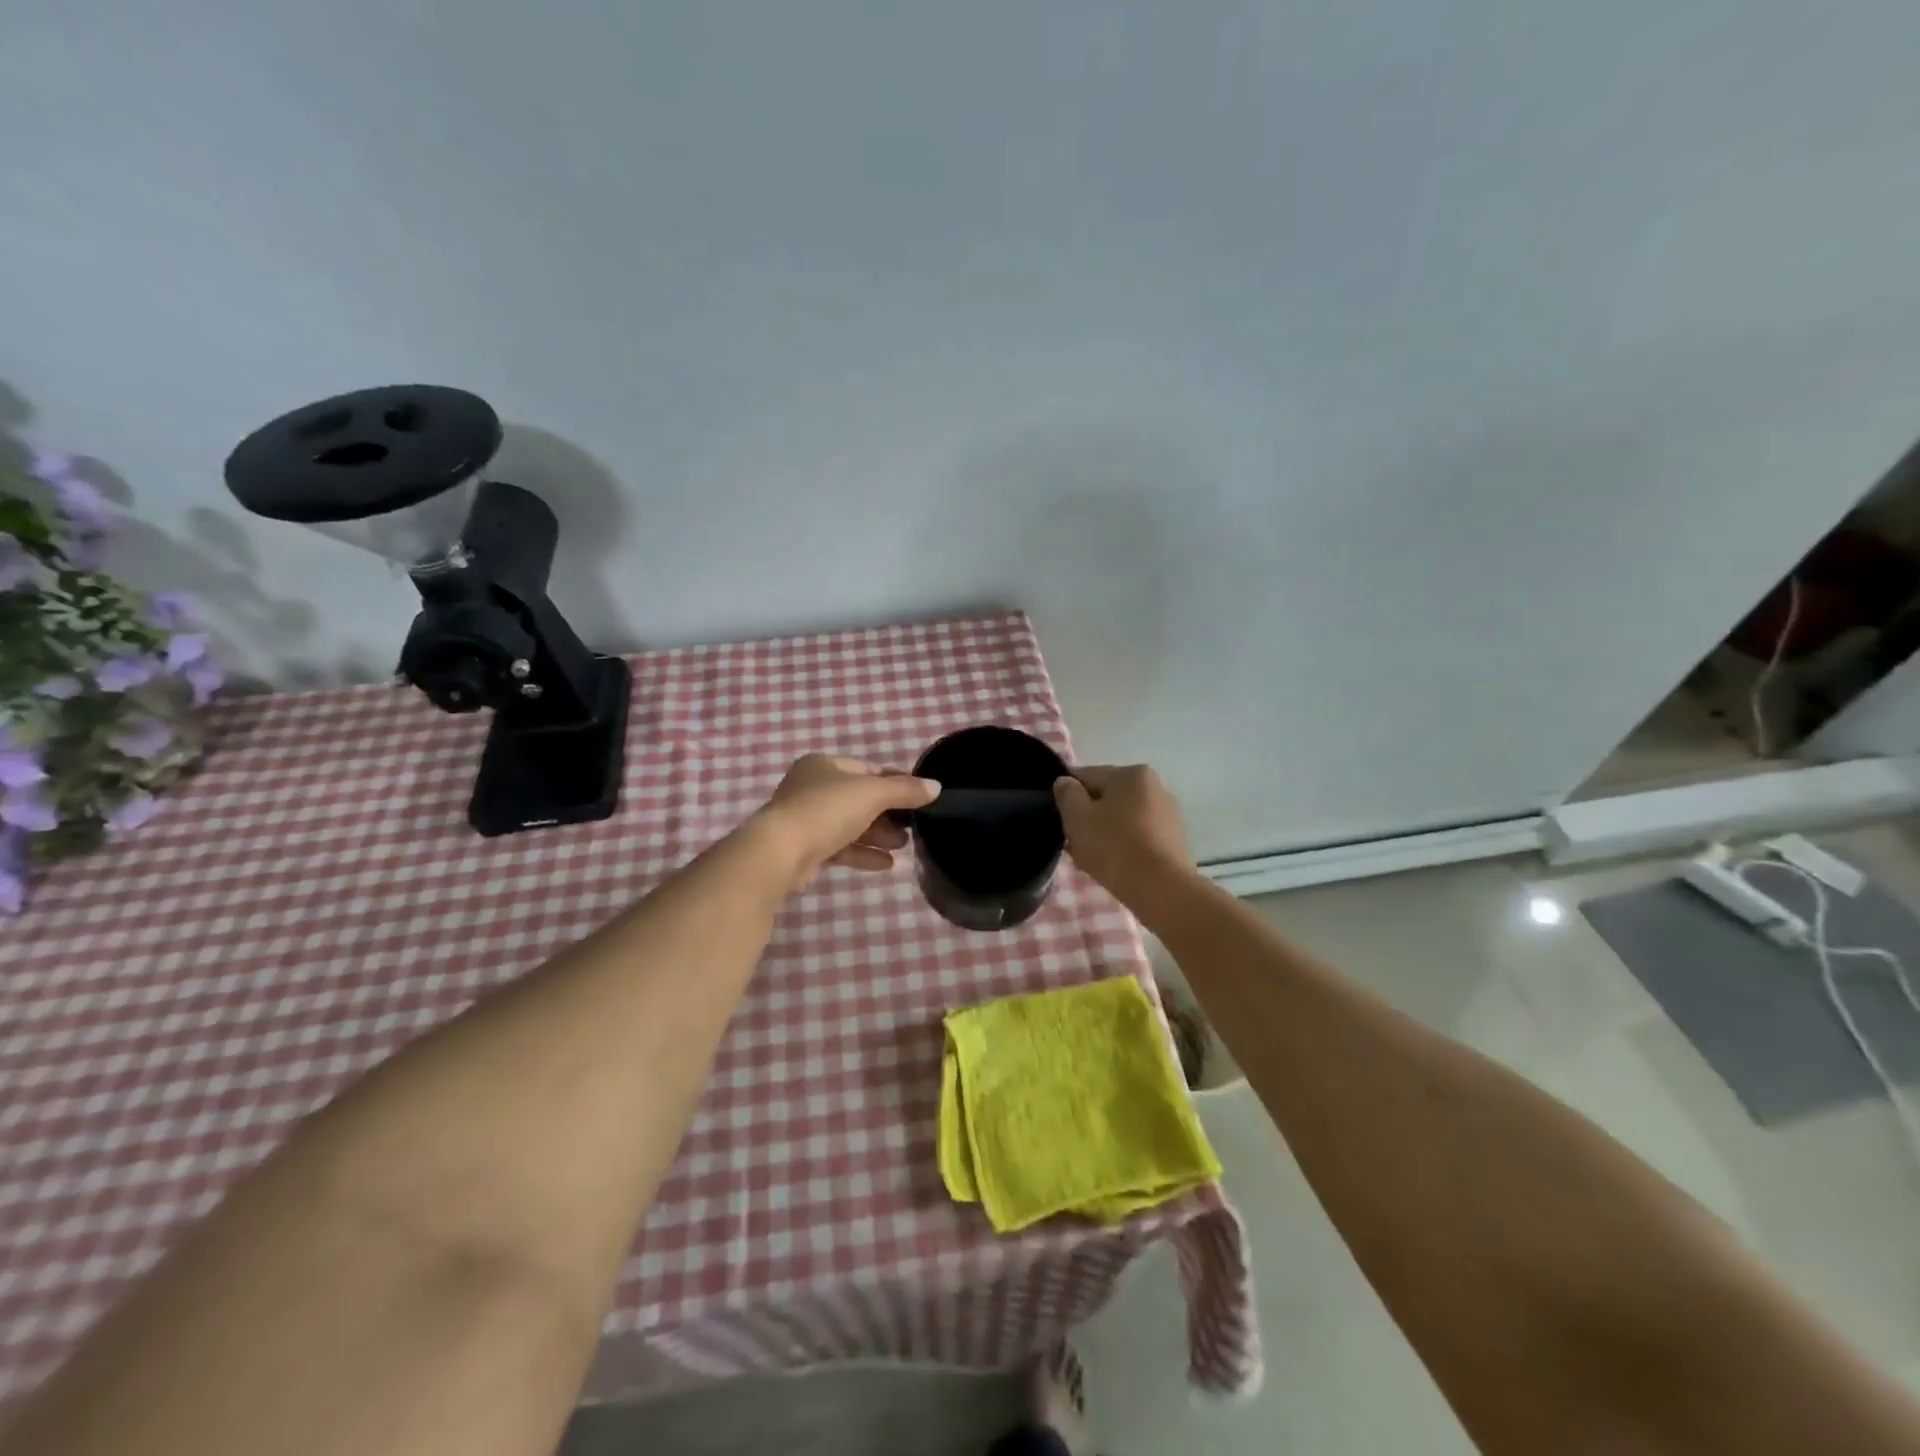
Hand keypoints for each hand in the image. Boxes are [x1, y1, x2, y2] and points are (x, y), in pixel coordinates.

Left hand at [756, 755, 939, 888]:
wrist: (780, 852)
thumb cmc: (826, 810)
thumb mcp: (872, 794)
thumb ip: (905, 790)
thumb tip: (936, 787)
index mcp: (824, 765)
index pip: (868, 769)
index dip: (897, 781)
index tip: (921, 797)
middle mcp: (812, 787)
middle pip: (859, 798)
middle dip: (888, 813)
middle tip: (913, 827)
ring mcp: (805, 819)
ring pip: (850, 824)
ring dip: (878, 835)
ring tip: (904, 847)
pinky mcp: (804, 849)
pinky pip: (840, 847)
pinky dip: (863, 853)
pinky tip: (886, 864)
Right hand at [1053, 765, 1194, 904]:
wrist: (1161, 890)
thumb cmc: (1114, 847)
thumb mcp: (1077, 817)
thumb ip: (1067, 794)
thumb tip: (1065, 782)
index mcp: (1132, 774)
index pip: (1087, 776)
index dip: (1067, 794)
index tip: (1059, 818)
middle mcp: (1155, 787)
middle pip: (1107, 798)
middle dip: (1088, 817)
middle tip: (1073, 843)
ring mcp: (1169, 815)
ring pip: (1123, 819)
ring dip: (1105, 833)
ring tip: (1091, 859)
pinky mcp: (1175, 841)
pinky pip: (1139, 837)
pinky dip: (1124, 847)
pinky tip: (1114, 867)